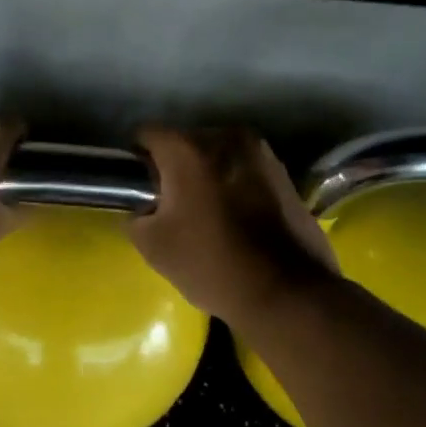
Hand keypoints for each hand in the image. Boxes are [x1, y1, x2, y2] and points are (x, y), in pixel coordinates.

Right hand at [131, 127, 337, 327]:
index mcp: (189, 148)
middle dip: (175, 167)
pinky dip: (234, 186)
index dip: (137, 160)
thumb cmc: (212, 263)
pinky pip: (244, 171)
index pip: (146, 134)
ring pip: (218, 156)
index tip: (140, 189)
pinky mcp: (285, 174)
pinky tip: (236, 219)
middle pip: (186, 142)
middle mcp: (227, 137)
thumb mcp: (152, 245)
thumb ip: (137, 215)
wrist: (288, 292)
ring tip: (207, 214)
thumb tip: (146, 208)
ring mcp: (262, 153)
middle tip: (172, 206)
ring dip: (208, 176)